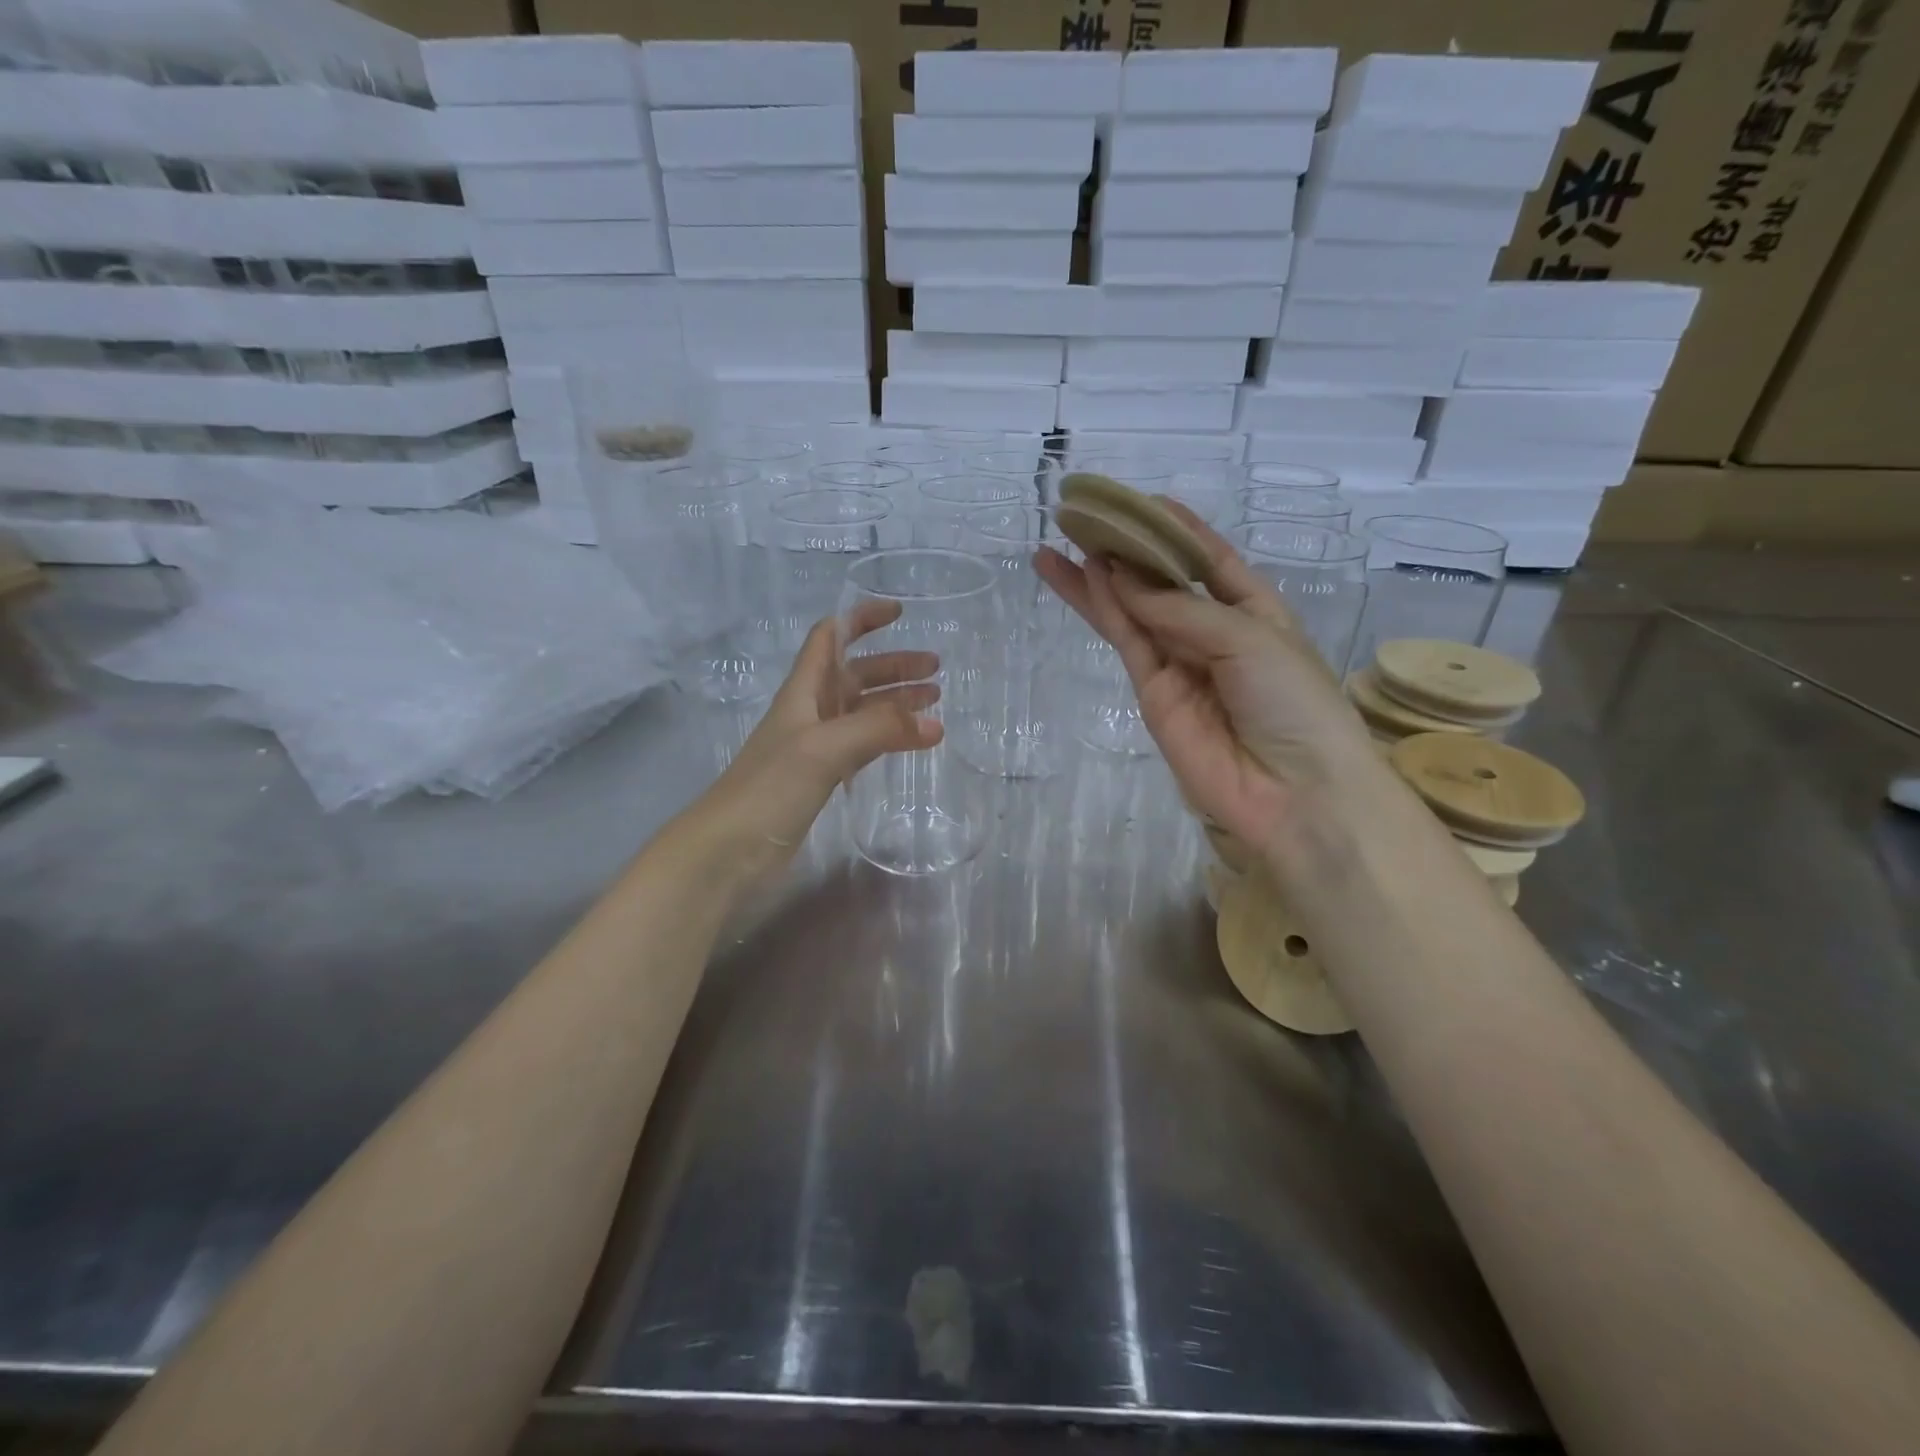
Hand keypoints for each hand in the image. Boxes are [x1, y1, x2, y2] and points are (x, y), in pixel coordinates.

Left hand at [696, 599, 941, 877]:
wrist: (728, 850)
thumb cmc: (770, 787)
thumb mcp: (824, 748)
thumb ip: (879, 730)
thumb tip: (935, 723)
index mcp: (803, 691)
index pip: (831, 638)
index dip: (861, 619)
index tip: (900, 613)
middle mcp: (810, 712)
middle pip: (855, 675)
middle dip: (893, 667)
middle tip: (935, 671)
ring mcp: (816, 747)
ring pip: (862, 712)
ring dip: (895, 703)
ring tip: (935, 704)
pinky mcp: (821, 780)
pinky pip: (863, 746)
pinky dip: (888, 738)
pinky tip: (912, 743)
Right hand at [1034, 499, 1380, 860]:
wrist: (1293, 792)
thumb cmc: (1293, 701)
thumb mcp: (1248, 637)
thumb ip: (1179, 609)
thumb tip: (1120, 577)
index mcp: (1254, 610)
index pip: (1210, 560)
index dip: (1177, 529)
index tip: (1142, 501)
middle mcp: (1213, 632)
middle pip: (1163, 581)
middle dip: (1128, 549)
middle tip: (1084, 516)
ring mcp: (1179, 663)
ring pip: (1134, 609)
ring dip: (1101, 576)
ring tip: (1063, 538)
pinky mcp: (1152, 692)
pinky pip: (1128, 640)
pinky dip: (1106, 608)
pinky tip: (1083, 577)